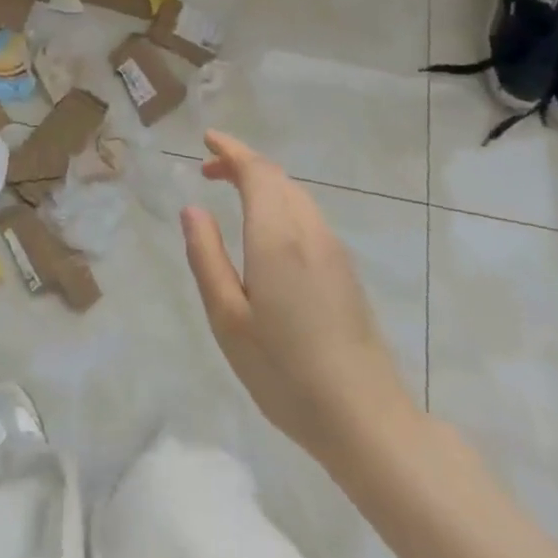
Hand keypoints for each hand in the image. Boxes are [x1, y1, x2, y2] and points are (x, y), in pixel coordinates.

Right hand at [182, 131, 416, 465]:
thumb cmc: (285, 371)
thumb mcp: (228, 319)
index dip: (231, 150)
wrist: (365, 417)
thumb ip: (207, 257)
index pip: (257, 171)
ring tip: (232, 192)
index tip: (207, 140)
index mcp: (277, 236)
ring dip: (263, 182)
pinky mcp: (345, 269)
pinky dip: (280, 202)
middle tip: (209, 169)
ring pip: (295, 195)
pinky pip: (307, 215)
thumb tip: (192, 208)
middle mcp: (308, 231)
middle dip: (243, 163)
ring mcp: (333, 249)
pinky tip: (267, 229)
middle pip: (278, 178)